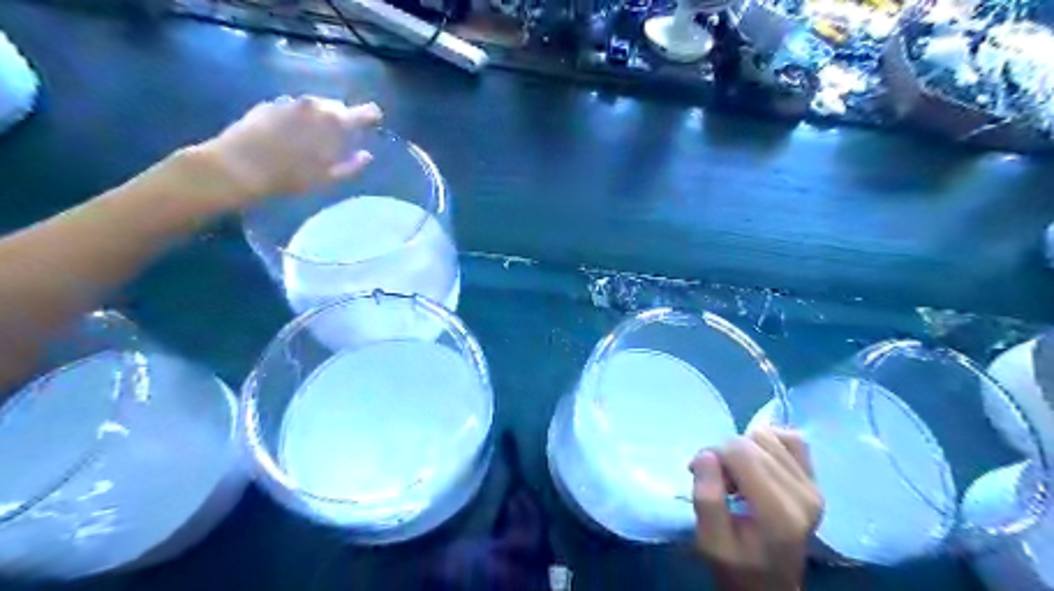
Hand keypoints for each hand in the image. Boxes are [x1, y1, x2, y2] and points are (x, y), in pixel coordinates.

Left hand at [191, 94, 383, 206]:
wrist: (238, 167)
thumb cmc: (289, 177)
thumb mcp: (327, 178)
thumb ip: (351, 165)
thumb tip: (367, 156)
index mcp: (335, 122)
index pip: (364, 112)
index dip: (371, 116)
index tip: (375, 122)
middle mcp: (315, 105)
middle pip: (338, 107)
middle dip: (342, 119)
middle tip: (342, 138)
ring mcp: (290, 101)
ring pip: (315, 106)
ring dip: (320, 118)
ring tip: (315, 137)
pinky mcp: (270, 104)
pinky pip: (294, 108)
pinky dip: (299, 118)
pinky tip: (292, 136)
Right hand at [693, 430, 822, 590]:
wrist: (771, 586)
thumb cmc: (736, 565)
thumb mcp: (710, 541)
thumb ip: (706, 498)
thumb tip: (706, 454)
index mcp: (778, 512)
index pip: (739, 451)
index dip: (712, 454)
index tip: (700, 475)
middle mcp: (803, 495)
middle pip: (751, 442)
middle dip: (725, 453)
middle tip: (718, 481)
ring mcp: (813, 487)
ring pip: (767, 436)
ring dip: (744, 449)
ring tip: (737, 475)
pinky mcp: (815, 483)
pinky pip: (791, 439)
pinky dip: (768, 442)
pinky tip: (757, 462)